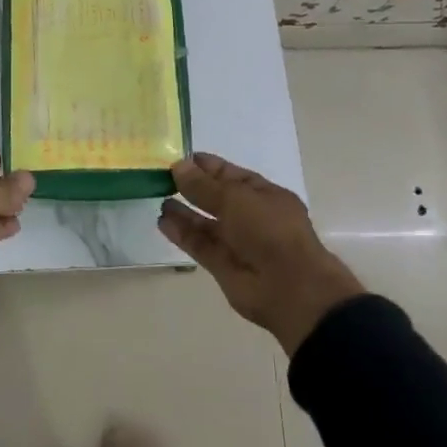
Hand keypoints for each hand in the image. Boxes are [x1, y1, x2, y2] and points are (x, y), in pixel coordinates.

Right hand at [159, 152, 363, 354]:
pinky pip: (199, 245)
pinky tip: (163, 221)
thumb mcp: (235, 198)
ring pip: (206, 223)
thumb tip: (178, 166)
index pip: (232, 175)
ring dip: (184, 211)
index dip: (208, 166)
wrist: (288, 288)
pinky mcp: (223, 265)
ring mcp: (237, 243)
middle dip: (192, 187)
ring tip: (158, 197)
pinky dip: (182, 234)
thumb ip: (203, 185)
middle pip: (217, 198)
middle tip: (162, 176)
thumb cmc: (269, 230)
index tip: (181, 158)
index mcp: (264, 196)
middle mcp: (251, 217)